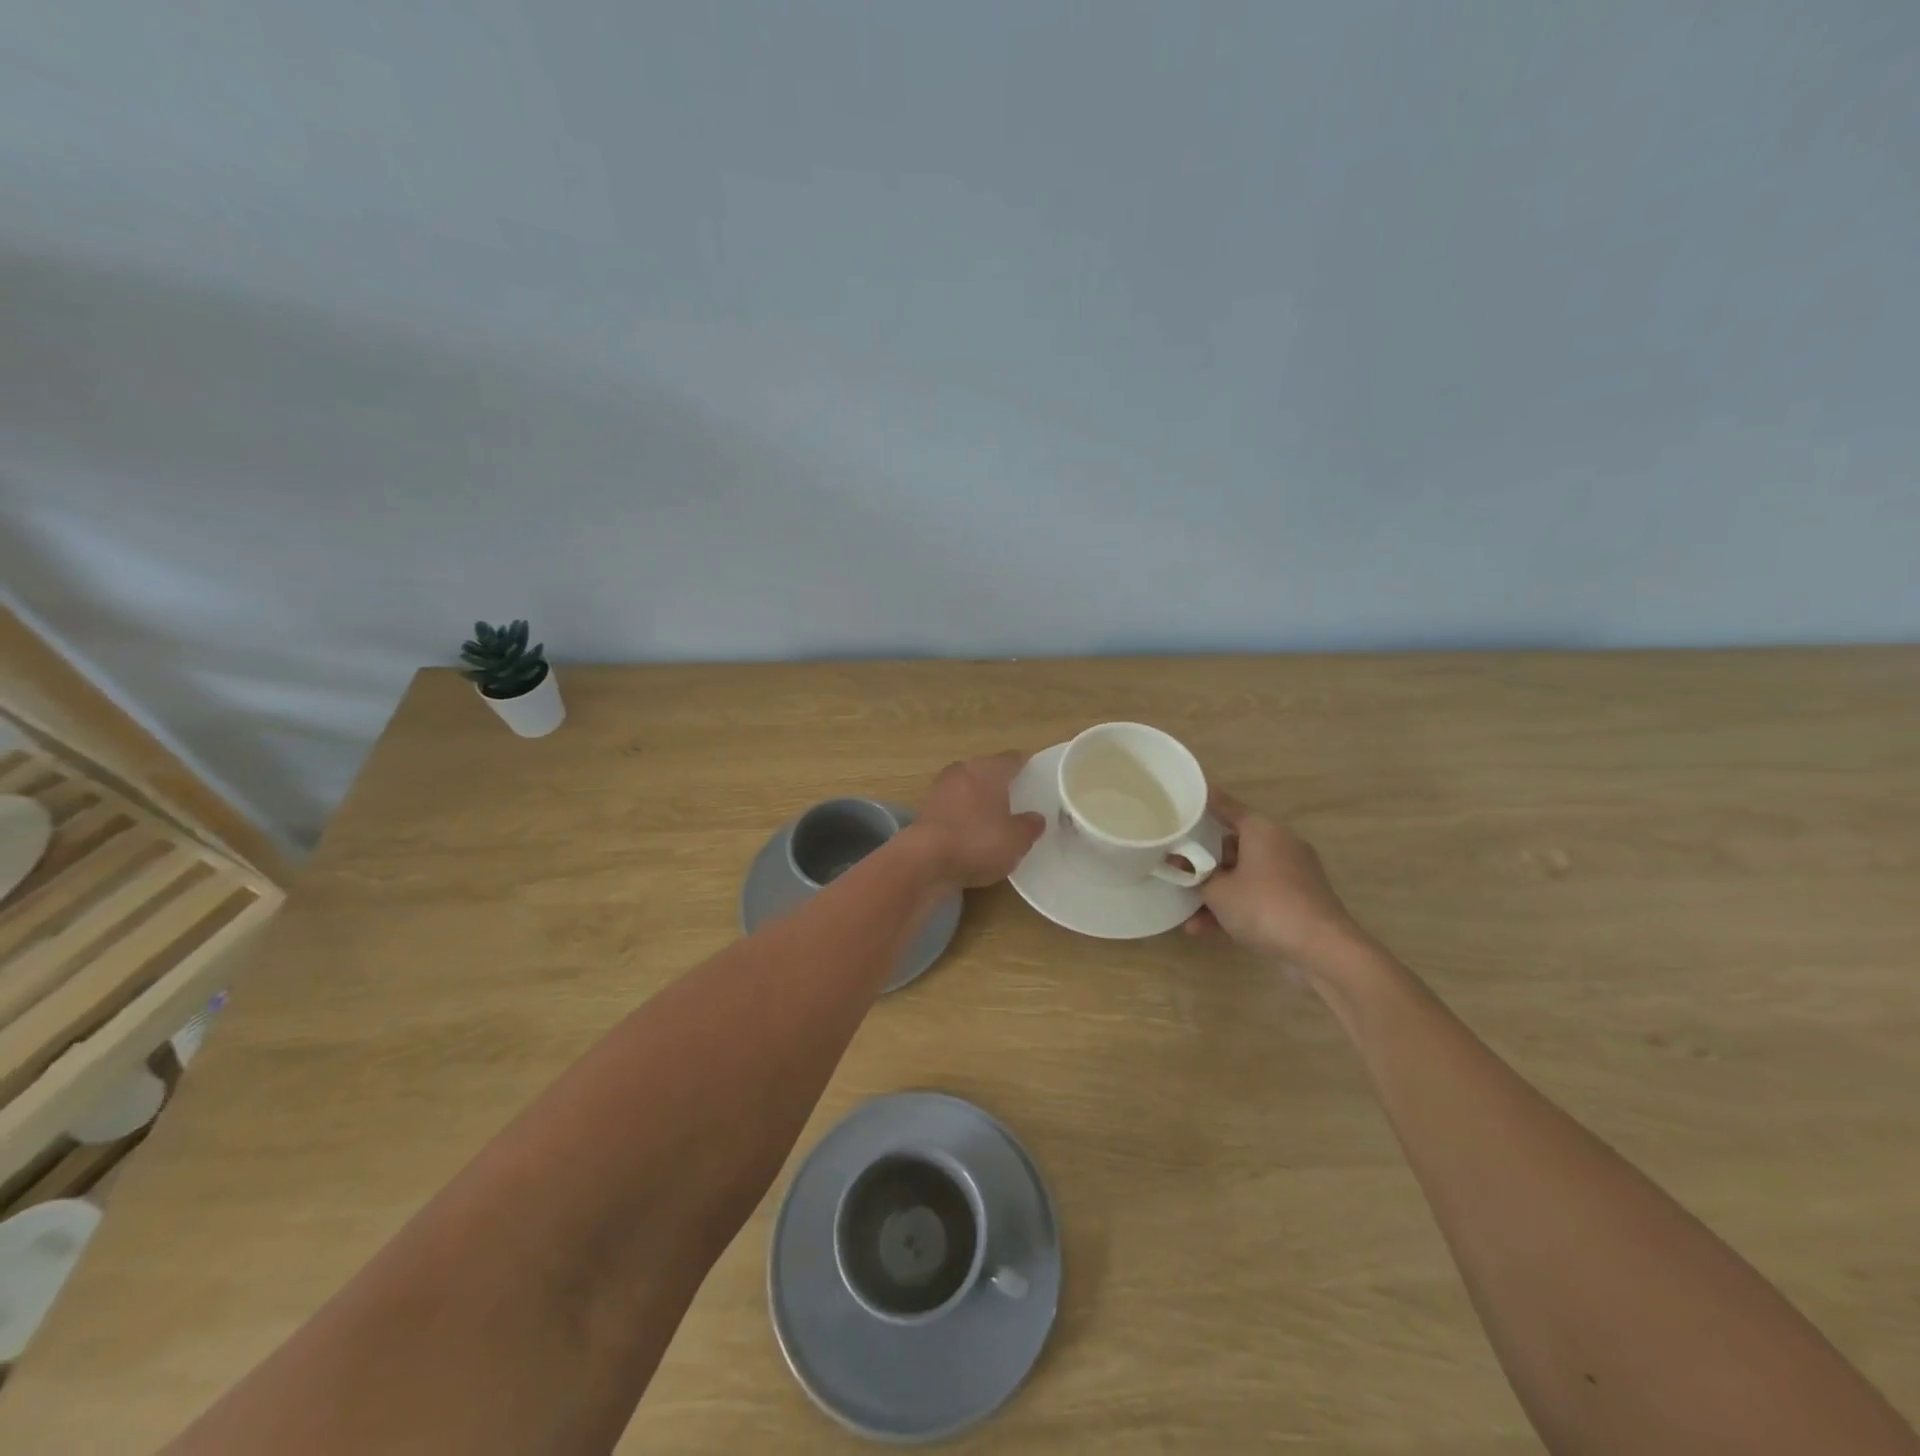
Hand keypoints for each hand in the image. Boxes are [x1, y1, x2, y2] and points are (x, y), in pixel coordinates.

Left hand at [909, 751, 1045, 889]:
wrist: (924, 860)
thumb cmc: (977, 841)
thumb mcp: (1016, 839)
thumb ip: (1030, 826)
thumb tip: (1036, 817)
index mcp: (988, 770)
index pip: (1011, 759)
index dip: (1025, 764)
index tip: (1035, 771)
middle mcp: (962, 771)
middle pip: (987, 770)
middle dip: (1001, 781)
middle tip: (1018, 795)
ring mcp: (940, 789)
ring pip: (968, 787)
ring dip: (980, 798)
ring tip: (997, 814)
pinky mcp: (926, 810)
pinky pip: (954, 807)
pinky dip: (964, 814)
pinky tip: (973, 830)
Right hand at [1185, 792, 1367, 973]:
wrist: (1322, 949)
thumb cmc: (1264, 906)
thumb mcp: (1218, 892)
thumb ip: (1197, 878)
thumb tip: (1190, 871)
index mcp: (1261, 830)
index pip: (1225, 807)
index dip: (1202, 804)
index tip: (1184, 799)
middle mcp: (1279, 844)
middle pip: (1232, 845)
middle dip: (1203, 862)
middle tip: (1176, 869)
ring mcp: (1292, 874)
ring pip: (1243, 875)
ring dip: (1216, 893)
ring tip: (1187, 913)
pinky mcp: (1299, 900)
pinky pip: (1258, 896)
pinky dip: (1236, 908)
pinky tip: (1206, 930)